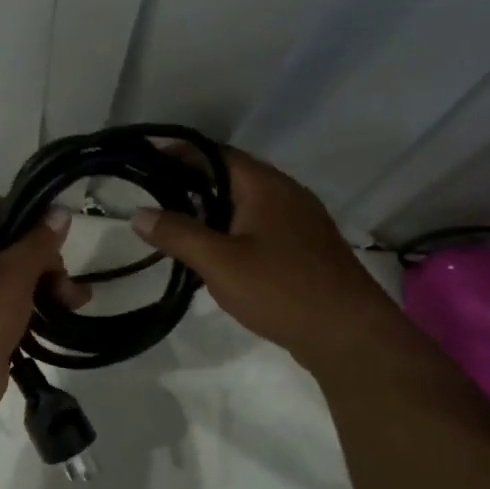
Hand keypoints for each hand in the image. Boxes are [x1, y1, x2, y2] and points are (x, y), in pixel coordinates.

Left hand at [0, 198, 77, 425]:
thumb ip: (38, 243)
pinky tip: (62, 322)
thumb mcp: (11, 274)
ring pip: (19, 280)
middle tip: (66, 283)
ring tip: (75, 304)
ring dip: (50, 288)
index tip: (60, 229)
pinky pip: (16, 311)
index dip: (29, 212)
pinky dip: (38, 314)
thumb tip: (59, 210)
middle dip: (47, 260)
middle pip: (14, 246)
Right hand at [131, 147, 402, 370]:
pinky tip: (216, 253)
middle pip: (231, 175)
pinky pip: (260, 224)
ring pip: (246, 202)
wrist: (351, 335)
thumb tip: (138, 214)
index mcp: (265, 185)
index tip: (146, 161)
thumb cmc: (281, 289)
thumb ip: (177, 234)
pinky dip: (232, 228)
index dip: (179, 153)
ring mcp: (301, 221)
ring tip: (177, 225)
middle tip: (154, 195)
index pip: (215, 153)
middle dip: (191, 181)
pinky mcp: (306, 248)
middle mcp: (286, 193)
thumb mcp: (219, 262)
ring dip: (212, 208)